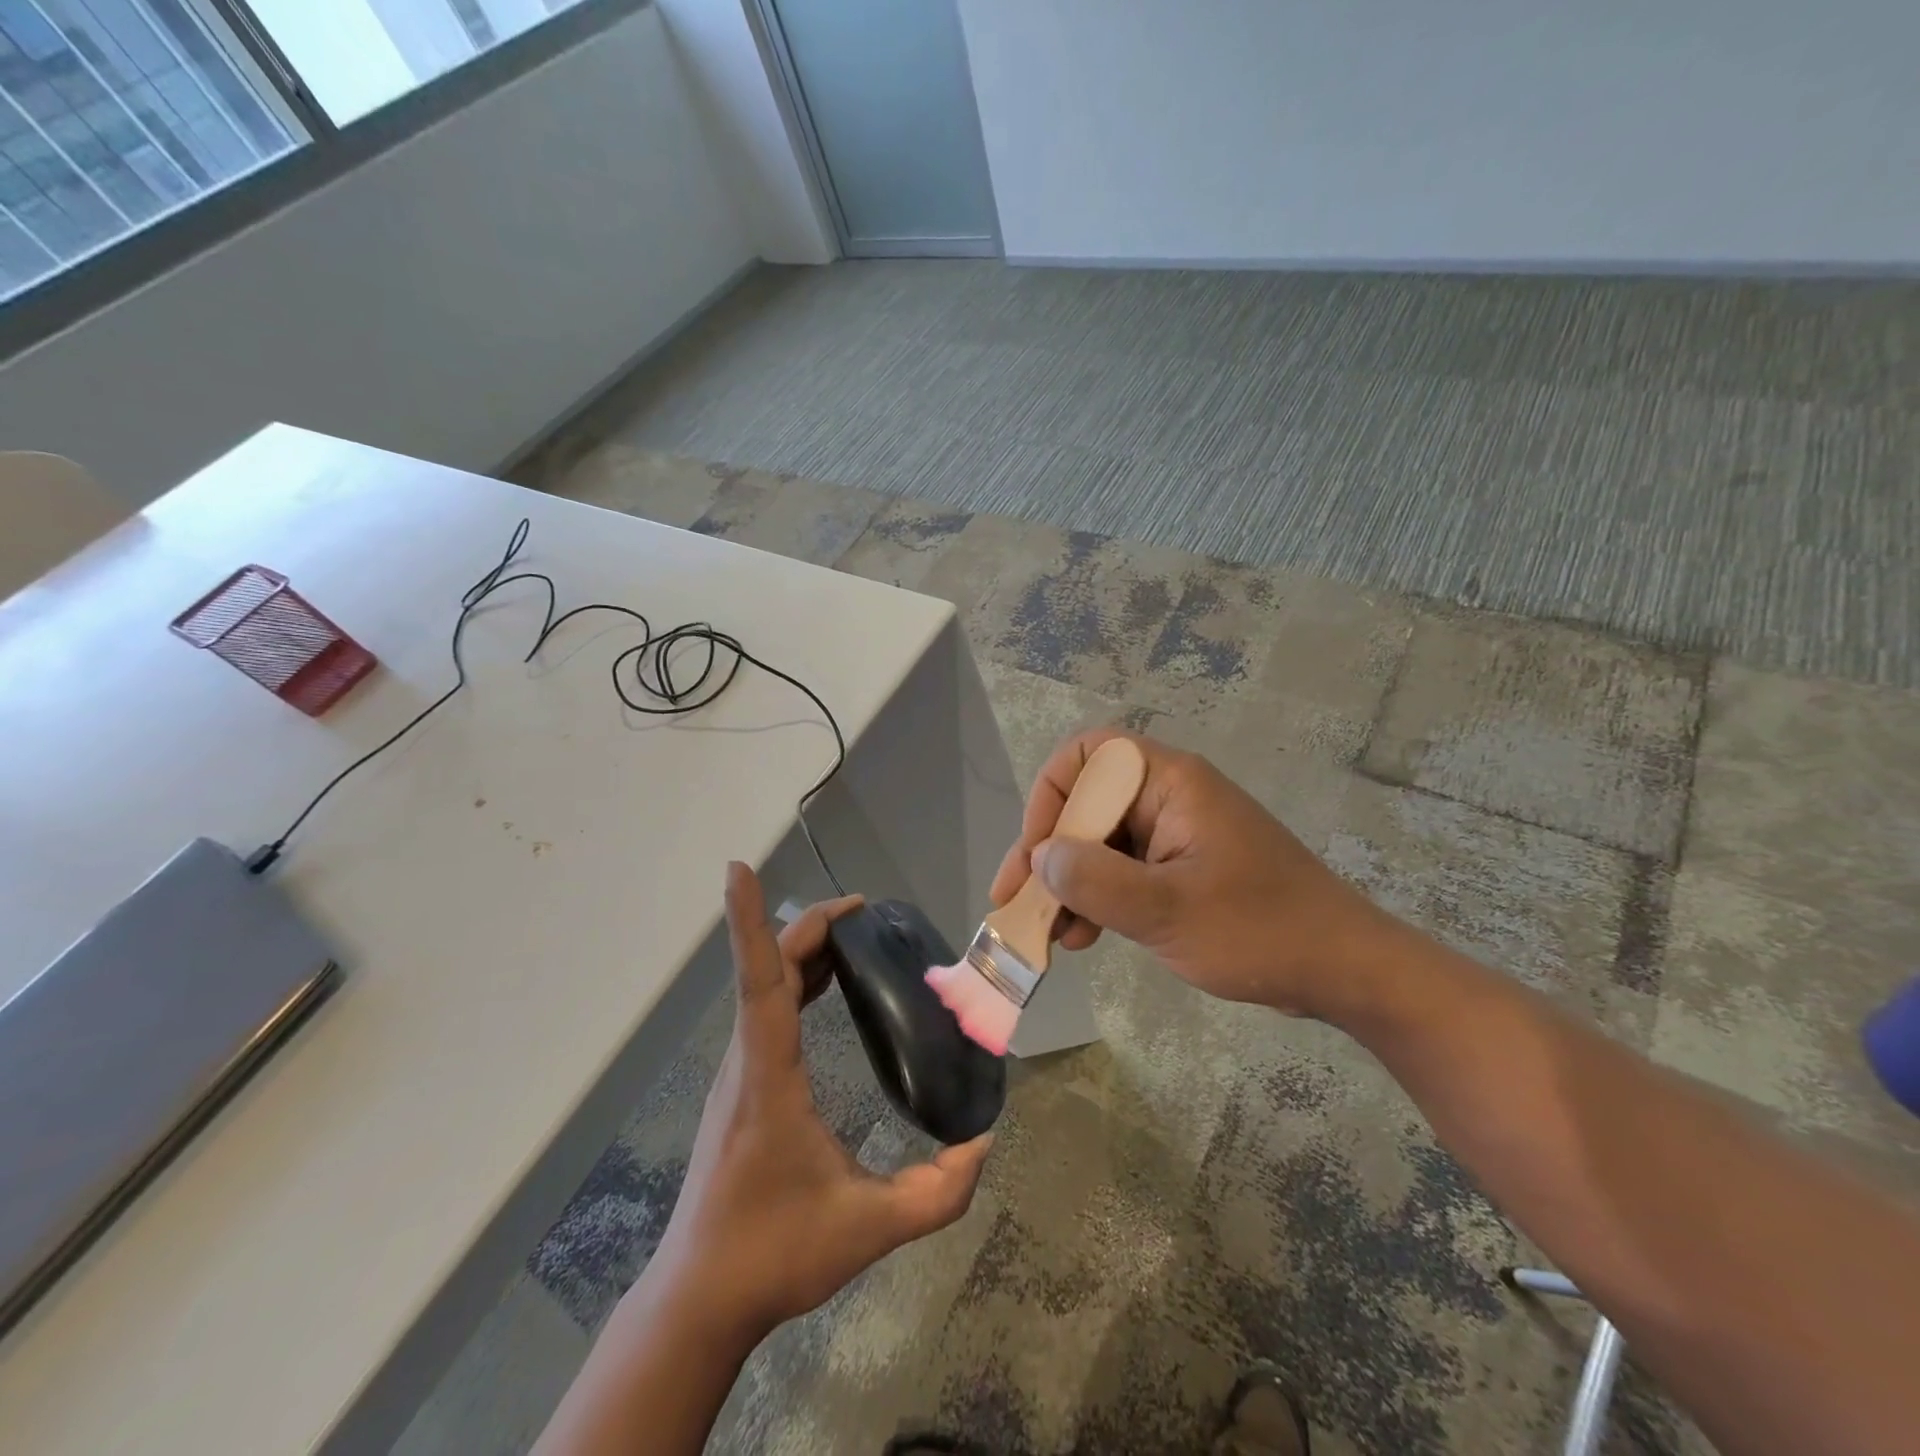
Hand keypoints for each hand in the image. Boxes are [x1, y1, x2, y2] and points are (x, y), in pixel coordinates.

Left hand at [650, 864, 992, 1343]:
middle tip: (866, 911)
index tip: (738, 869)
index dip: (749, 920)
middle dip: (811, 926)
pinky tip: (829, 987)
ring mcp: (738, 1071)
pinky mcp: (740, 1085)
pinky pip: (766, 1009)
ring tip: (856, 936)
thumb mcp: (866, 1229)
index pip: (760, 980)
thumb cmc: (773, 1254)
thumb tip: (984, 1143)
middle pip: (769, 968)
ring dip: (805, 951)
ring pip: (764, 987)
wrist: (699, 1299)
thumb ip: (935, 1193)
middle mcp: (745, 1059)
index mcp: (767, 1075)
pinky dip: (796, 980)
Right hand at [989, 728, 1393, 1018]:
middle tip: (1018, 902)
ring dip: (1067, 883)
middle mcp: (1167, 797)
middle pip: (1086, 803)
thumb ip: (1095, 881)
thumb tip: (1040, 857)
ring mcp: (1174, 834)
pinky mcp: (1180, 868)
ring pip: (1099, 842)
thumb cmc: (1260, 931)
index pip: (1087, 756)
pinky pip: (1121, 870)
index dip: (1051, 797)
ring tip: (1048, 933)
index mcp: (1170, 783)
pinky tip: (1082, 938)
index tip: (1038, 852)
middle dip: (1049, 853)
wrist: (1343, 971)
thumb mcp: (1168, 910)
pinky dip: (1096, 899)